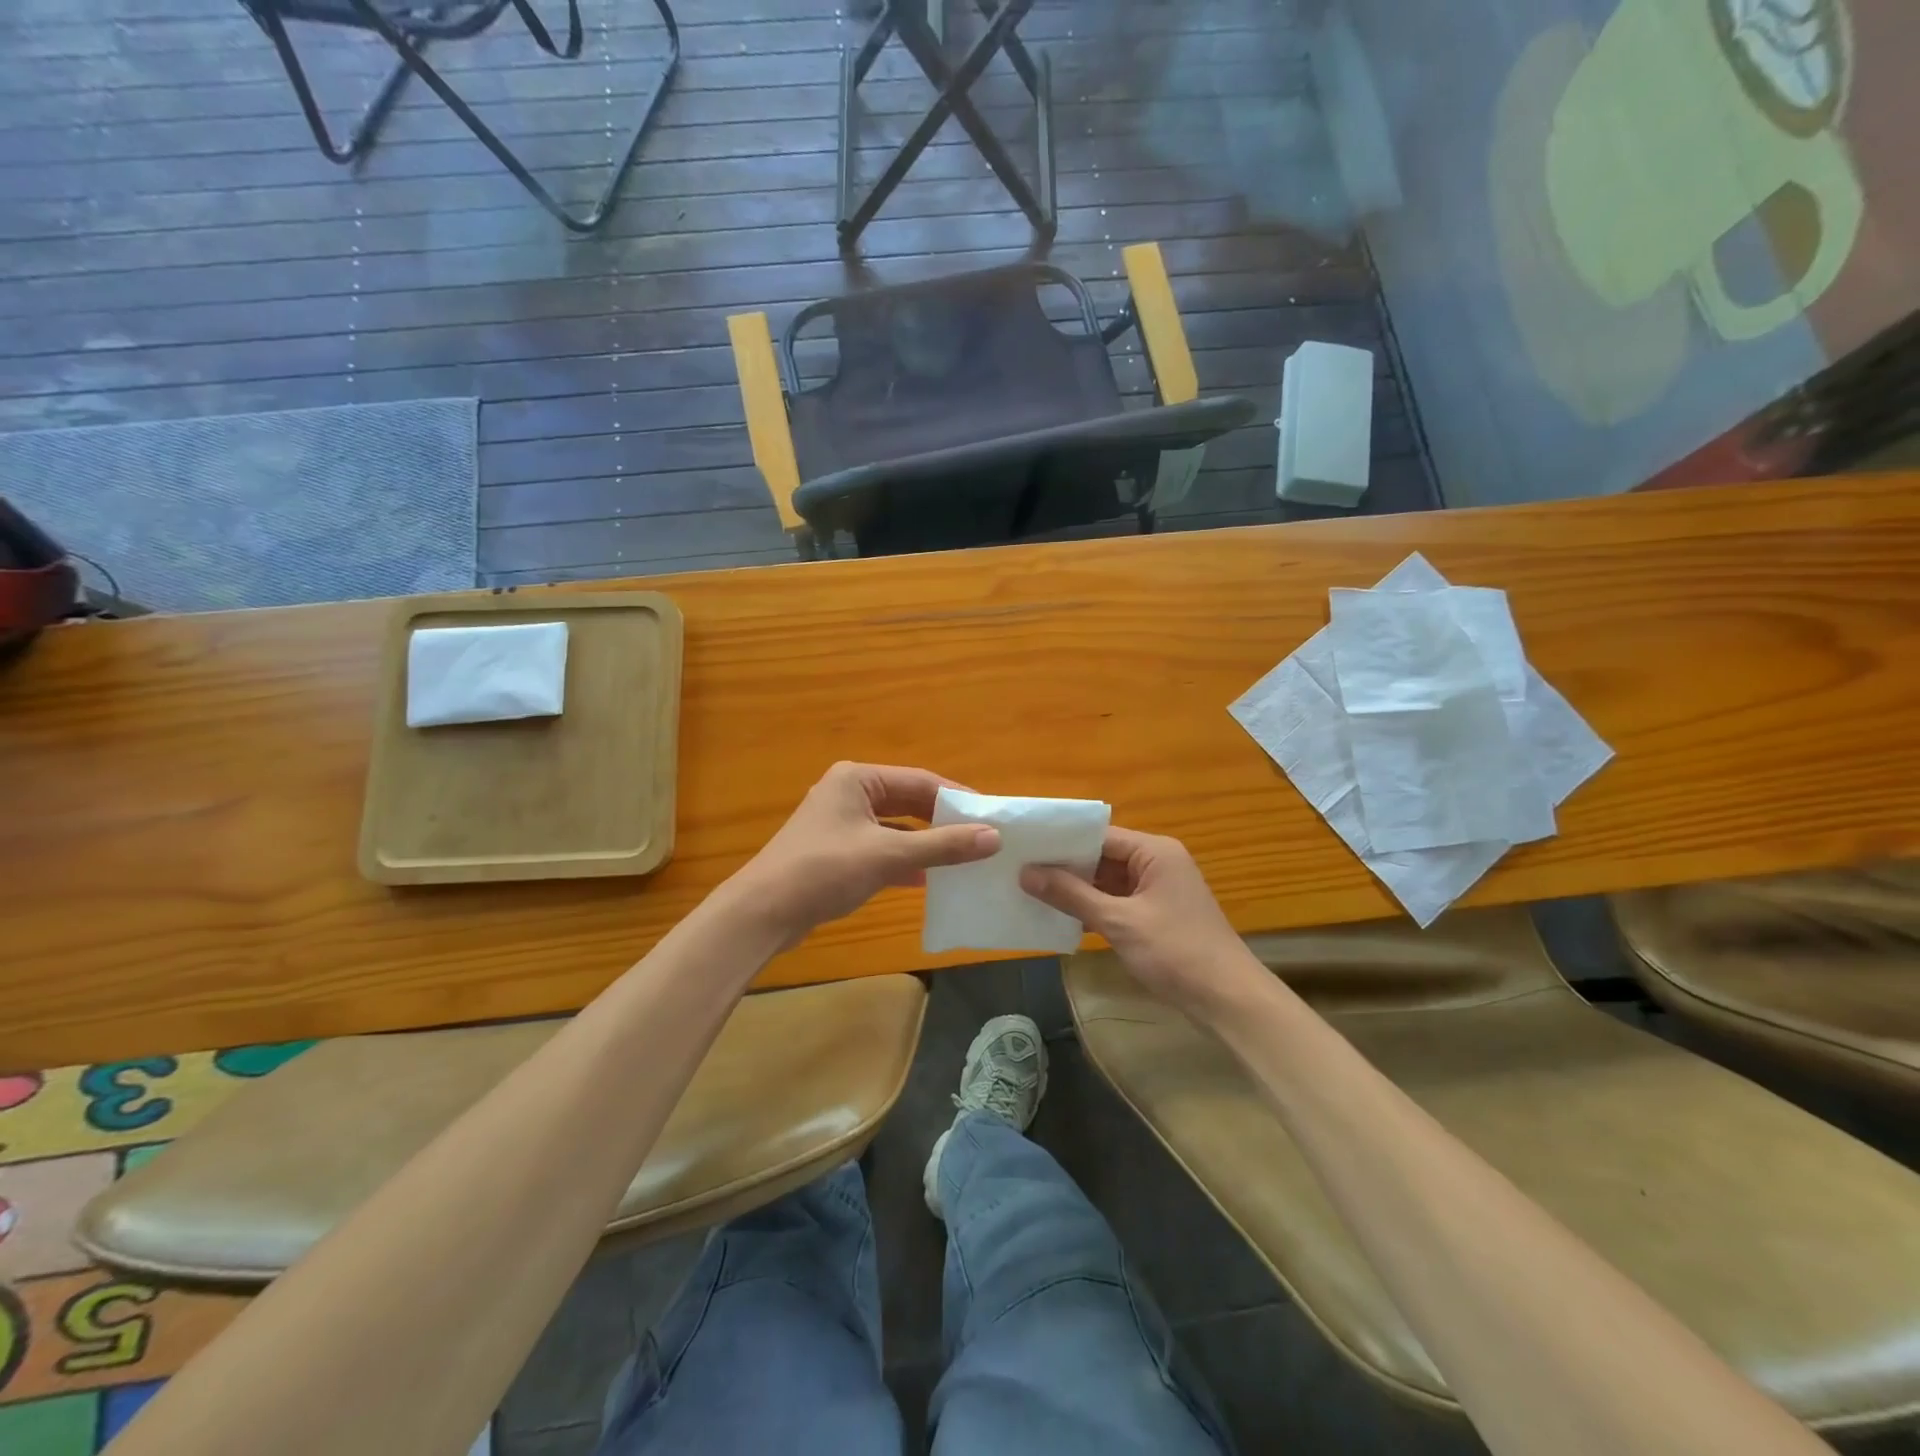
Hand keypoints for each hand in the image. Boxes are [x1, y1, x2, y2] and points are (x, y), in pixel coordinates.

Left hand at [732, 762, 999, 948]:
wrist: (762, 913)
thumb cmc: (824, 870)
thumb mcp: (888, 855)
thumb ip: (942, 845)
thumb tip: (993, 837)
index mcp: (858, 779)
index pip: (921, 781)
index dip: (957, 799)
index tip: (991, 817)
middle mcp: (849, 793)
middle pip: (908, 802)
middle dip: (943, 822)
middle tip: (982, 838)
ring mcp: (841, 823)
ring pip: (896, 827)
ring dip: (926, 843)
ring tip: (964, 858)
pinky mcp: (837, 851)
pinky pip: (882, 848)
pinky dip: (905, 861)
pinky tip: (928, 879)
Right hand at [1021, 828, 1260, 1016]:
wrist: (1228, 1000)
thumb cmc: (1176, 951)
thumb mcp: (1119, 922)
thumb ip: (1071, 895)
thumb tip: (1025, 873)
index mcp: (1155, 852)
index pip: (1100, 836)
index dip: (1062, 842)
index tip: (1025, 849)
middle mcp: (1157, 863)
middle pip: (1103, 857)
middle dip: (1066, 866)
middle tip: (1020, 870)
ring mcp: (1158, 890)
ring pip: (1108, 881)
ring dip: (1077, 889)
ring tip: (1031, 891)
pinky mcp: (1156, 916)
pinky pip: (1117, 902)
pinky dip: (1093, 908)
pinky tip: (1061, 917)